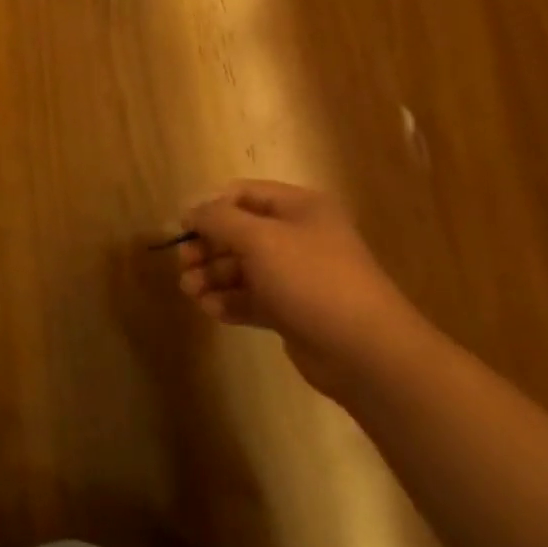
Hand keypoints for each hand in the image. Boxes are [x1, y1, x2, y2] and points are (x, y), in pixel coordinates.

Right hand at [177, 180, 423, 398]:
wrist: (367, 352)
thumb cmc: (311, 280)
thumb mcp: (258, 239)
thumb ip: (218, 219)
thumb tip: (190, 211)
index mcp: (298, 208)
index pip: (242, 194)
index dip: (208, 207)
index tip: (180, 228)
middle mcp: (298, 236)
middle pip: (238, 232)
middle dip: (206, 247)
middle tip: (183, 265)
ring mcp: (297, 275)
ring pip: (242, 268)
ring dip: (212, 277)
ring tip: (192, 293)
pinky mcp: (293, 311)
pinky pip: (252, 298)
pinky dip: (229, 301)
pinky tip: (211, 311)